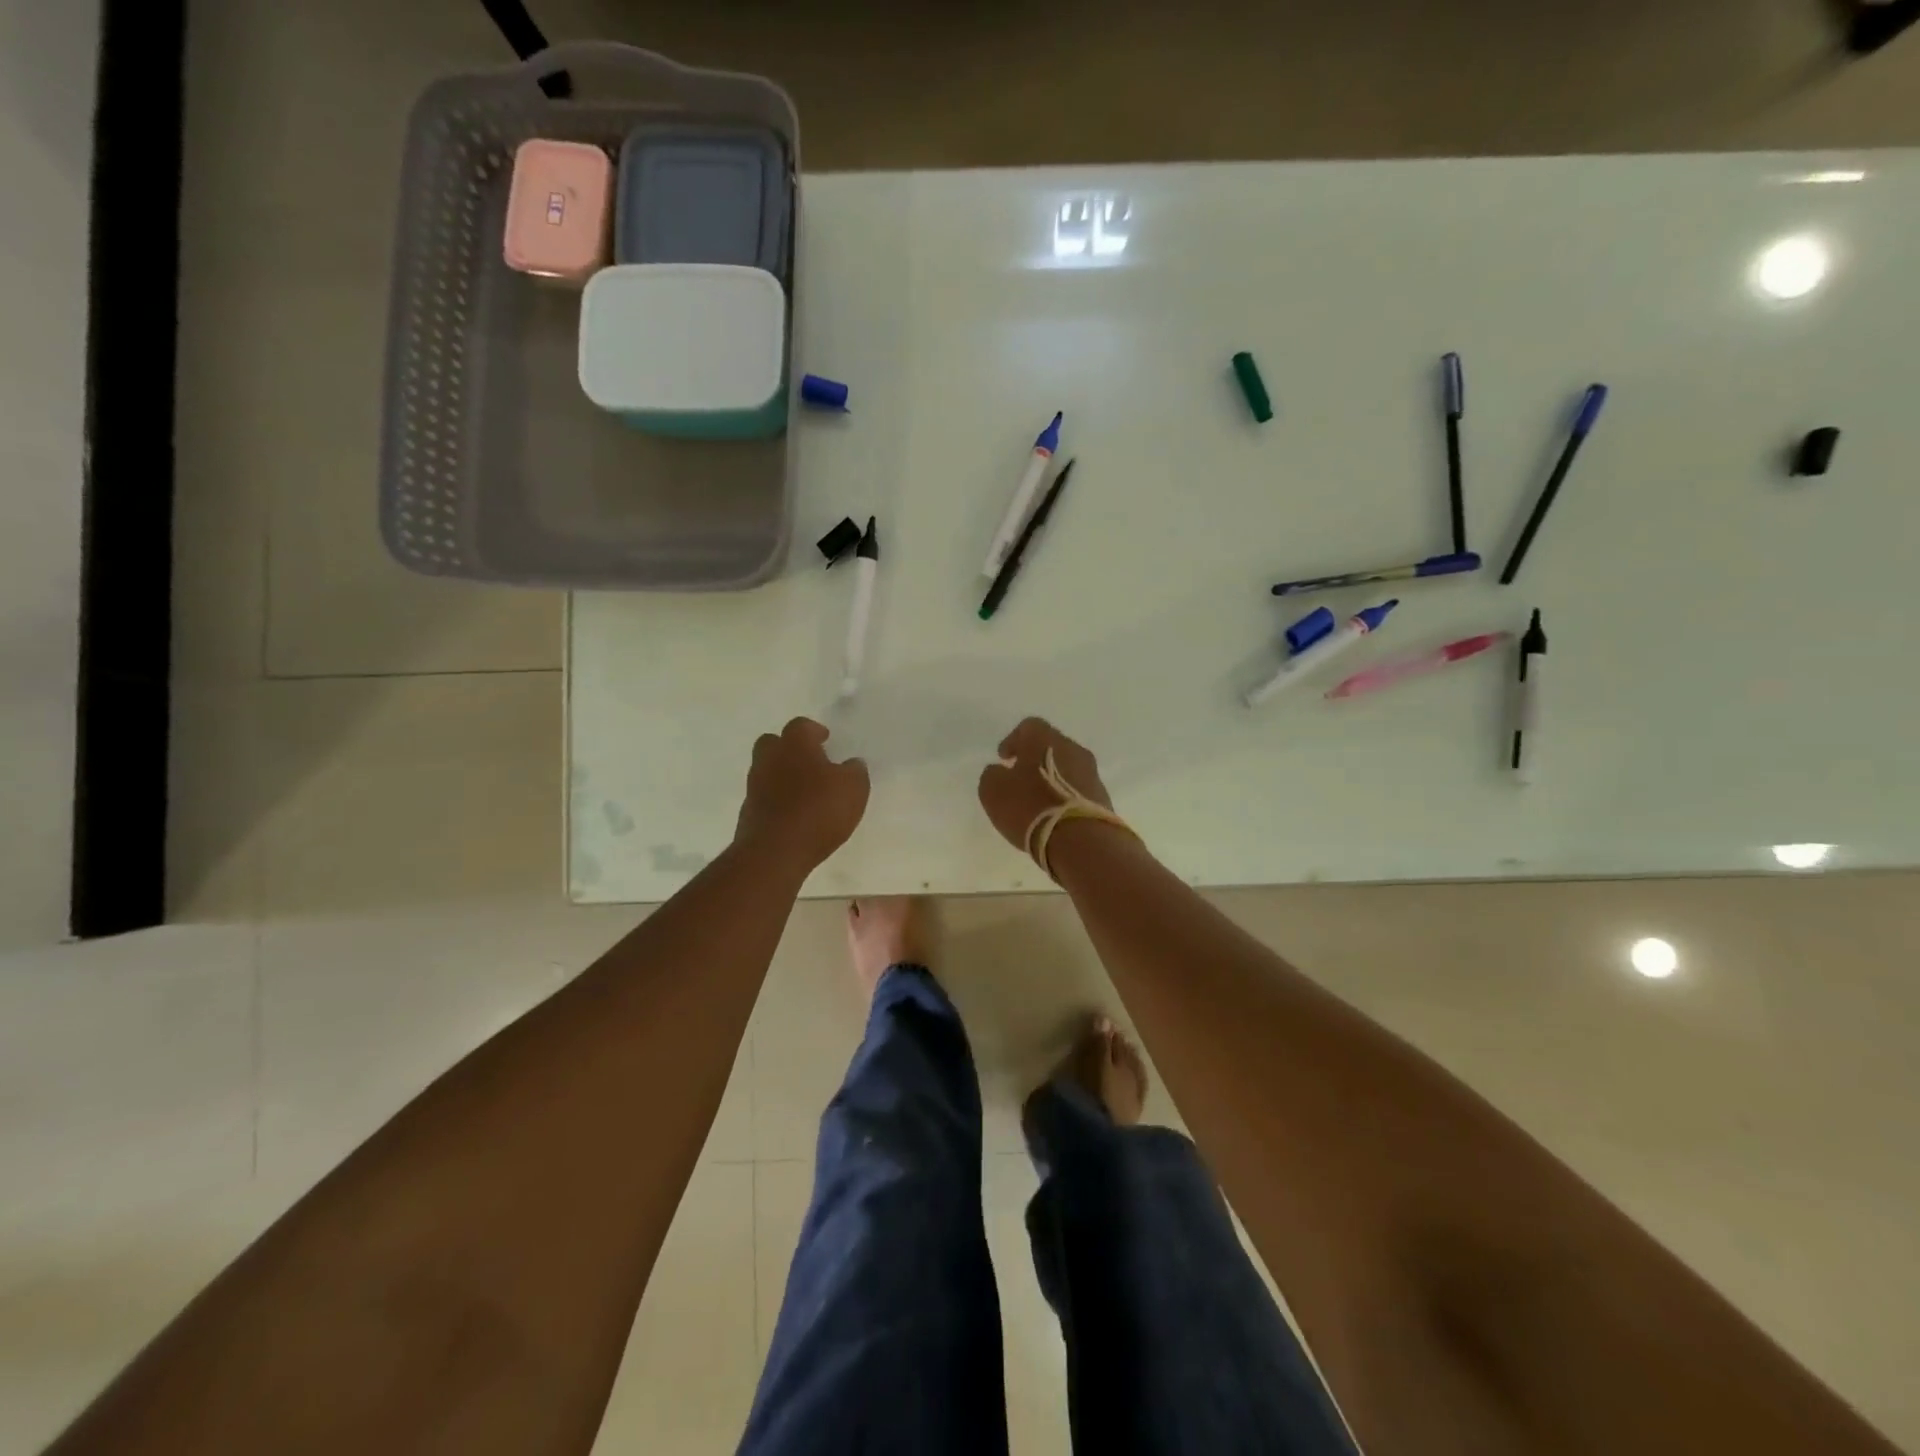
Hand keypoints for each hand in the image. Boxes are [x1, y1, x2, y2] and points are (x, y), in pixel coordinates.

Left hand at [734, 718, 869, 871]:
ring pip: (766, 770)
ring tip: (805, 791)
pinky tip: (793, 814)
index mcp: (795, 745)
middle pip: (773, 743)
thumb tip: (852, 764)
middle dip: (790, 748)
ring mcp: (754, 786)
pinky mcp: (748, 812)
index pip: (801, 725)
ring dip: (782, 775)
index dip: (814, 731)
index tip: (825, 740)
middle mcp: (769, 759)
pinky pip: (763, 797)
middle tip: (810, 762)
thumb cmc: (819, 810)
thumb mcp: (854, 788)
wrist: (775, 851)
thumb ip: (855, 771)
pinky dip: (776, 800)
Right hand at [977, 716, 1113, 851]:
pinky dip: (1065, 796)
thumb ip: (993, 775)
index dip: (1013, 741)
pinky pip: (1078, 789)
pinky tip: (1054, 814)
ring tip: (1037, 800)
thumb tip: (1000, 772)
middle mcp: (1072, 748)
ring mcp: (1091, 773)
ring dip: (1052, 778)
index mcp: (1045, 739)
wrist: (1081, 840)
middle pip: (1051, 746)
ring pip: (1067, 767)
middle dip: (1034, 759)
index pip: (1028, 726)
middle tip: (1020, 778)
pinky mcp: (1102, 797)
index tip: (1004, 759)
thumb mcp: (994, 791)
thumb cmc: (1031, 807)